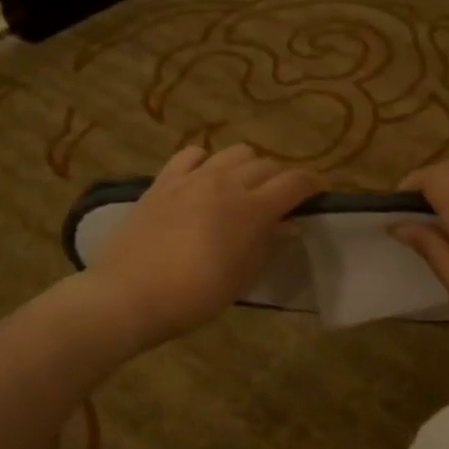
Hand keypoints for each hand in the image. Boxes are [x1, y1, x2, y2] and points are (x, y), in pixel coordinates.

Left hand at [83, 145, 318, 349]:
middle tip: (279, 200)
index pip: (295, 182)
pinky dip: (206, 161)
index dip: (312, 183)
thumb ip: (267, 244)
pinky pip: (191, 155)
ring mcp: (192, 178)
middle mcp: (226, 182)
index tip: (318, 191)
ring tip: (243, 187)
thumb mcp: (242, 277)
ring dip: (247, 166)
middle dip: (280, 179)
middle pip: (266, 165)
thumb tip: (287, 224)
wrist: (130, 294)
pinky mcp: (163, 181)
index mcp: (253, 208)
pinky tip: (203, 178)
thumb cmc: (195, 296)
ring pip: (233, 152)